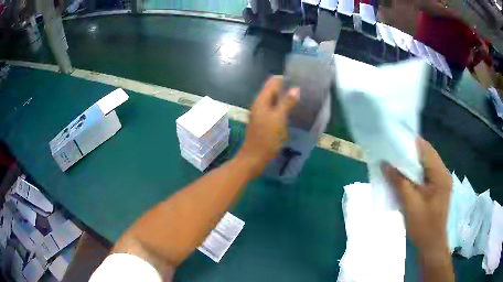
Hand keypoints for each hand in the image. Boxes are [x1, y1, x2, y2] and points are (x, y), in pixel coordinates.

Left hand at [237, 76, 299, 177]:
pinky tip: (293, 112)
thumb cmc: (267, 138)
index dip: (285, 79)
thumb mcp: (279, 119)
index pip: (272, 82)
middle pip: (273, 91)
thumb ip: (287, 102)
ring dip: (285, 99)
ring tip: (301, 100)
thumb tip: (295, 88)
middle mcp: (260, 104)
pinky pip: (274, 110)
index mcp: (261, 100)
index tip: (299, 80)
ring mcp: (261, 114)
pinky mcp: (264, 122)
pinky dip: (283, 108)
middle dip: (286, 89)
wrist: (254, 158)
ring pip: (274, 101)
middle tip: (303, 91)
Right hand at [381, 138, 451, 254]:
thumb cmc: (423, 227)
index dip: (411, 143)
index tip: (394, 141)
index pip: (426, 150)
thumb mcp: (410, 205)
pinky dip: (415, 174)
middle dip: (410, 153)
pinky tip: (405, 178)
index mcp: (440, 175)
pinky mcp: (438, 189)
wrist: (431, 246)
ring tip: (396, 164)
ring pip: (426, 165)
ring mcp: (441, 182)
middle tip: (392, 153)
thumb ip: (399, 182)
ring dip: (412, 164)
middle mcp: (443, 174)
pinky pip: (426, 175)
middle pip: (426, 155)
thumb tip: (385, 164)